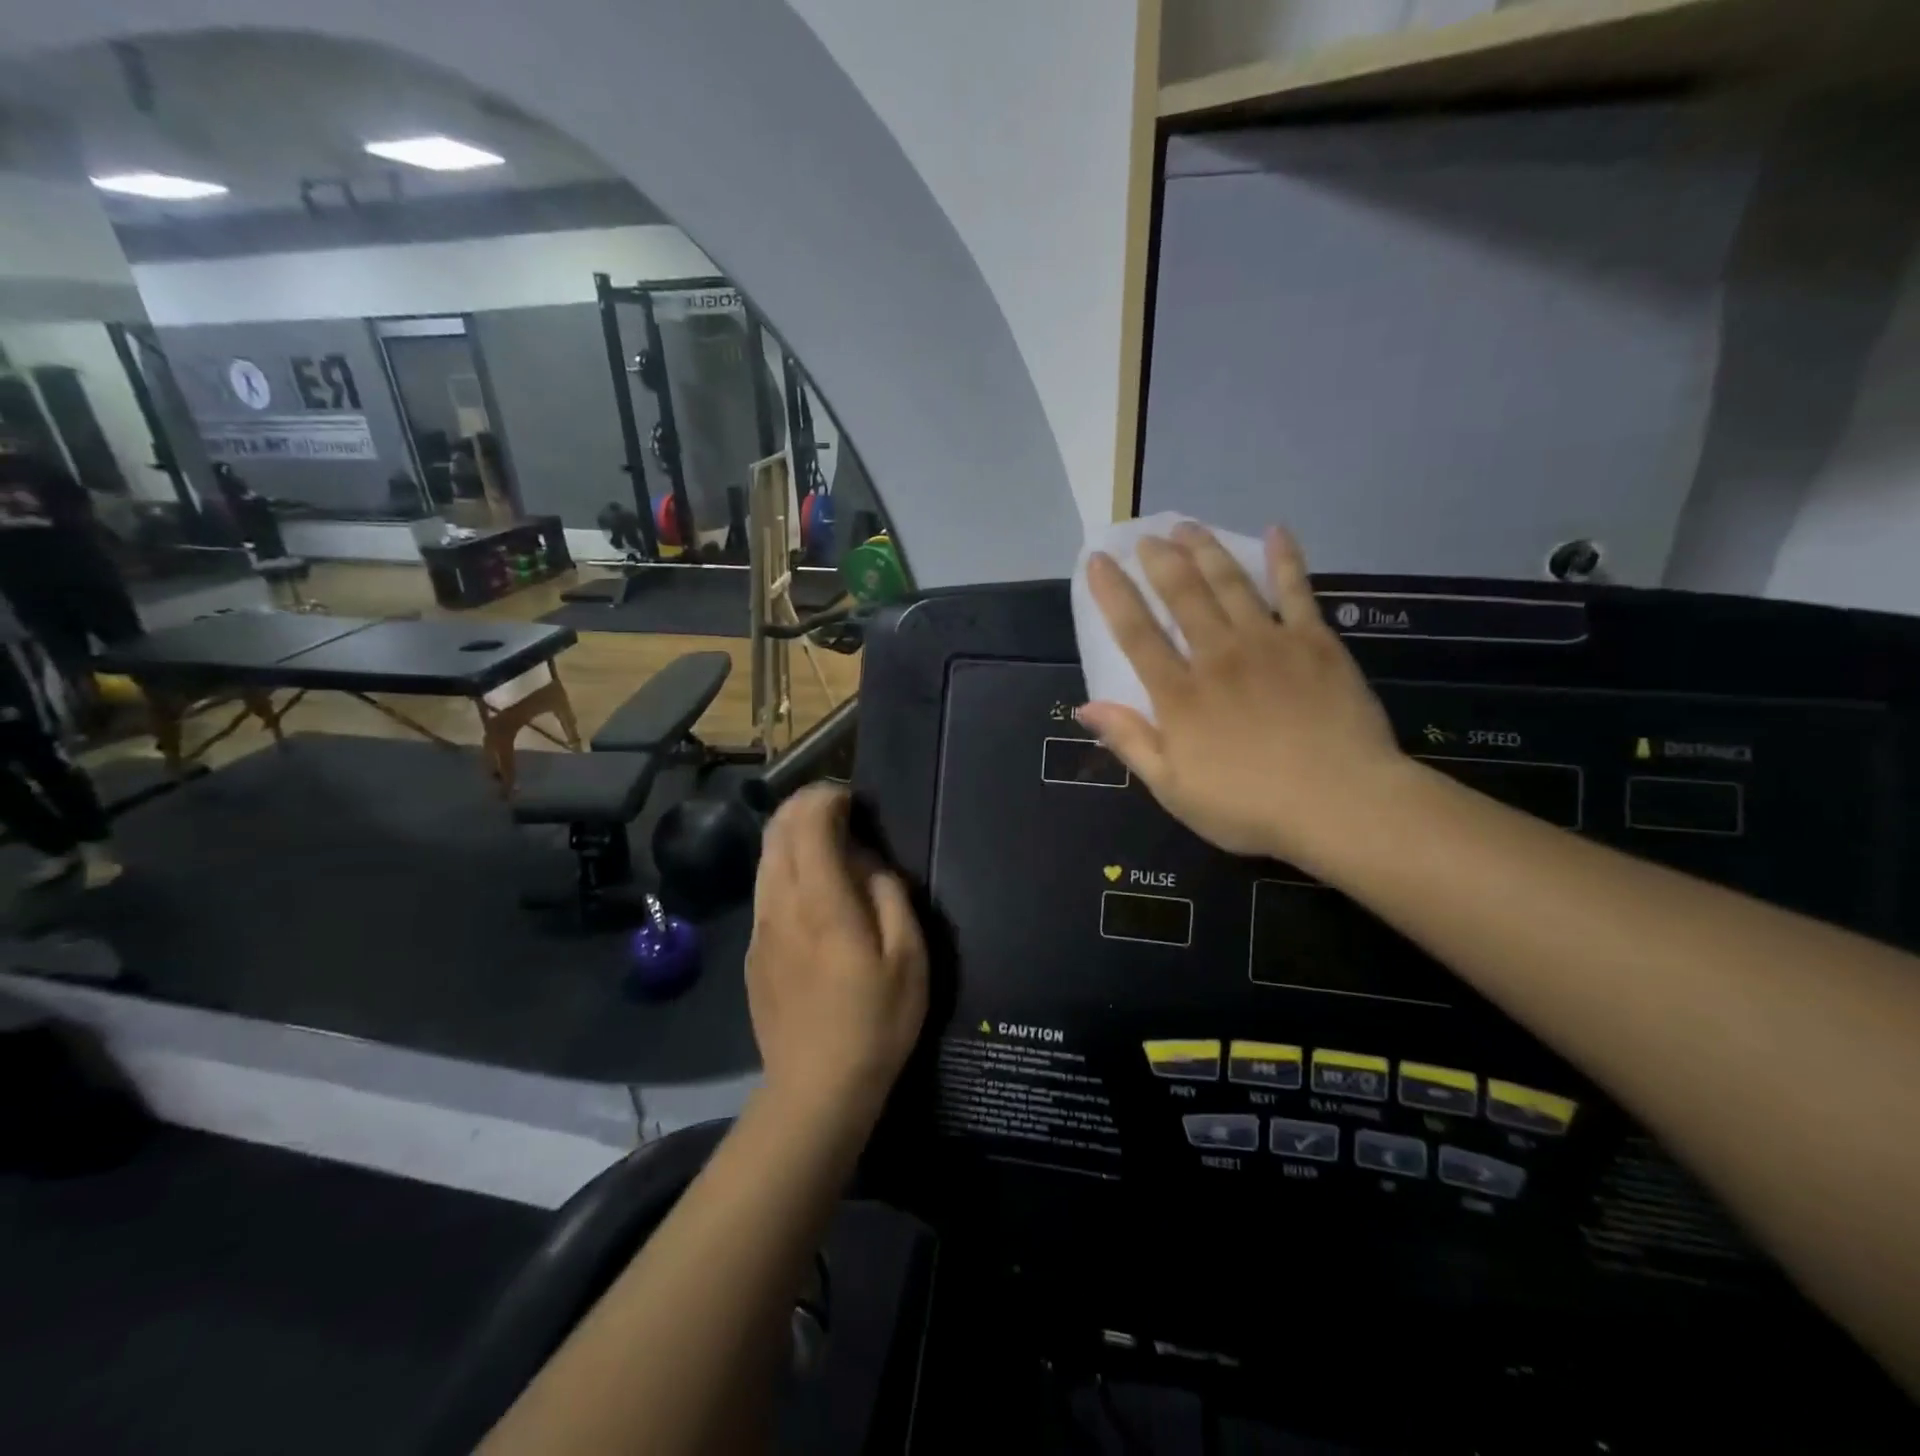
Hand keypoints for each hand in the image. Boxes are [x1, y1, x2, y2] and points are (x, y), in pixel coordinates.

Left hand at [746, 786, 928, 1126]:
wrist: (816, 1089)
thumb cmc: (876, 1021)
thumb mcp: (907, 956)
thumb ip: (889, 895)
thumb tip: (869, 862)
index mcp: (820, 900)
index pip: (808, 822)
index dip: (827, 798)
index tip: (853, 800)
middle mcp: (780, 903)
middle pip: (777, 831)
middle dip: (804, 806)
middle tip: (840, 811)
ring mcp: (759, 928)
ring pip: (764, 858)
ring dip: (791, 835)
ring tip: (826, 843)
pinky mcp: (752, 952)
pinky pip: (764, 889)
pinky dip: (784, 868)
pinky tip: (811, 890)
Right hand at [1078, 523, 1404, 869]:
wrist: (1340, 804)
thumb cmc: (1249, 806)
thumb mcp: (1173, 789)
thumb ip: (1130, 742)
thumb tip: (1085, 706)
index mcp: (1180, 694)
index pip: (1135, 633)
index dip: (1113, 594)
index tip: (1097, 561)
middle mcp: (1218, 656)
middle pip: (1183, 596)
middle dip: (1160, 561)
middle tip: (1147, 536)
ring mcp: (1269, 644)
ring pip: (1231, 584)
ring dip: (1206, 551)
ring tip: (1188, 526)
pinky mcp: (1315, 644)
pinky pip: (1297, 591)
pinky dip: (1286, 560)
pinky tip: (1277, 532)